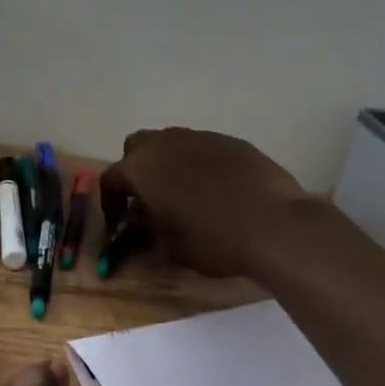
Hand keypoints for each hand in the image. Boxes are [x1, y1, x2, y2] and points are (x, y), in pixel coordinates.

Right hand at [100, 127, 309, 279]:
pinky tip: (215, 190)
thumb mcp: (171, 248)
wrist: (275, 224)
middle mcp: (166, 143)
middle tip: (146, 198)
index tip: (118, 222)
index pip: (110, 179)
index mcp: (142, 168)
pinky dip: (199, 164)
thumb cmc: (214, 240)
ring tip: (182, 193)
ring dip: (168, 164)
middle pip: (137, 147)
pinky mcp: (232, 141)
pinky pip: (203, 148)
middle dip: (135, 170)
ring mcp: (201, 137)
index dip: (110, 202)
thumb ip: (149, 231)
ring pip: (172, 143)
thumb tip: (144, 223)